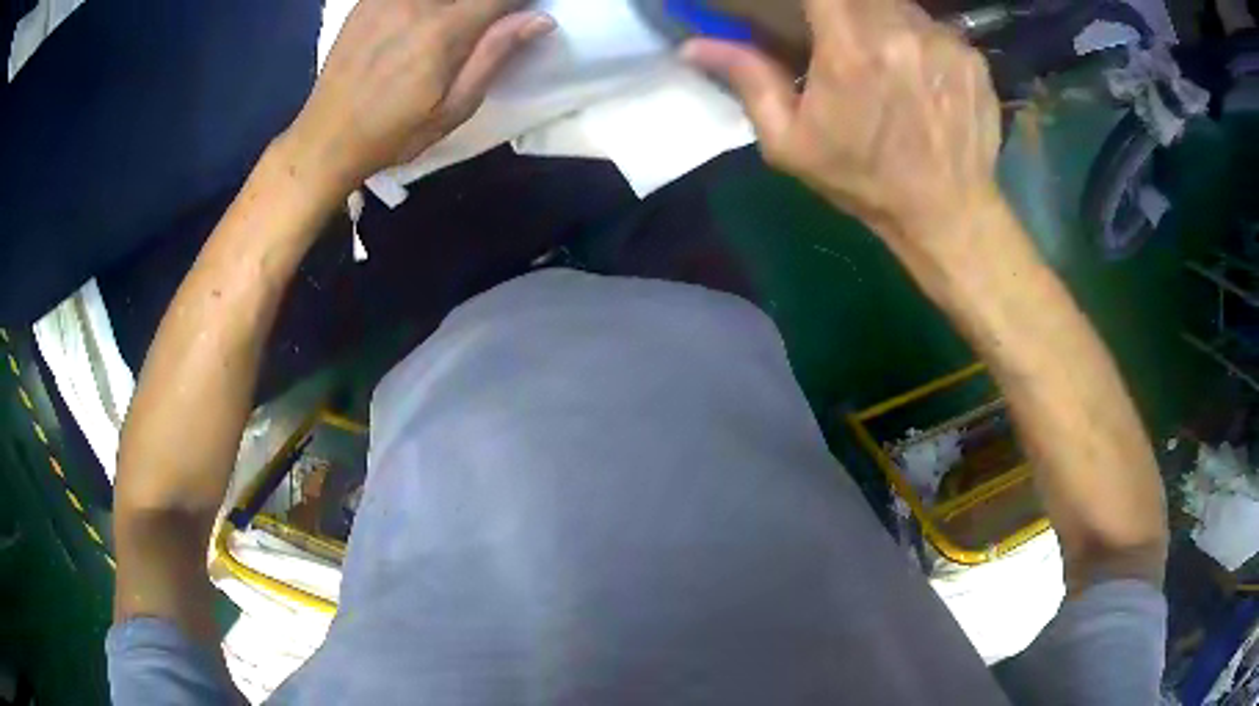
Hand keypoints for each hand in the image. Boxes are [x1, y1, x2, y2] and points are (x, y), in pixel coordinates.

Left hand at [286, 0, 555, 191]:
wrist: (326, 139)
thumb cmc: (393, 133)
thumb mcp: (454, 108)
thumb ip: (495, 55)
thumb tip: (541, 19)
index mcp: (443, 30)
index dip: (516, 4)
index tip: (517, 16)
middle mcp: (416, 2)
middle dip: (483, 6)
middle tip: (478, 30)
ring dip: (454, 7)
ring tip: (445, 34)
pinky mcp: (367, 1)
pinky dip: (425, 6)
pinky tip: (418, 24)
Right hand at [683, 0, 1002, 260]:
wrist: (947, 214)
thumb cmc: (863, 181)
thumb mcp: (791, 142)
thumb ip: (748, 80)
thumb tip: (693, 46)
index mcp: (850, 51)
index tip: (803, 10)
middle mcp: (900, 33)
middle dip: (843, 7)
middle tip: (842, 40)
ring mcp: (944, 42)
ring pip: (898, 3)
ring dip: (880, 19)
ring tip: (882, 58)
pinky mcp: (972, 56)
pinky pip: (934, 26)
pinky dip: (918, 38)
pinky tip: (920, 73)